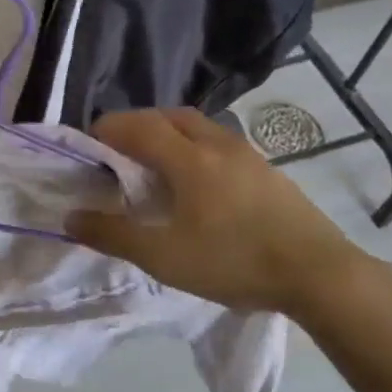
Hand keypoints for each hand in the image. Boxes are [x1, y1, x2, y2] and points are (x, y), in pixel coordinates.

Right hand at [67, 107, 372, 317]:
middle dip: (138, 124)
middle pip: (169, 116)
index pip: (138, 125)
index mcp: (188, 158)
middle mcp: (217, 145)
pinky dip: (196, 148)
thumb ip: (114, 235)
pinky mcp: (268, 172)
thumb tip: (70, 216)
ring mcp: (248, 155)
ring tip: (156, 164)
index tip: (88, 143)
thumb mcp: (164, 257)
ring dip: (170, 133)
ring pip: (199, 127)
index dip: (108, 128)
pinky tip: (199, 183)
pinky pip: (220, 144)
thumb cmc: (234, 261)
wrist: (320, 274)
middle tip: (119, 150)